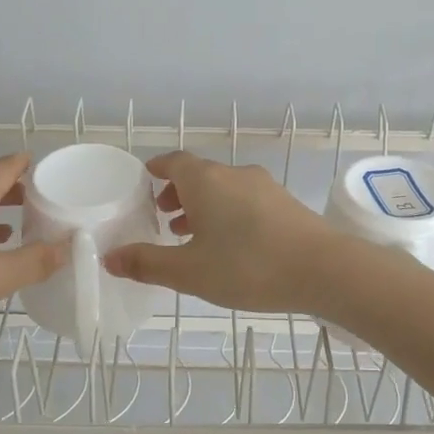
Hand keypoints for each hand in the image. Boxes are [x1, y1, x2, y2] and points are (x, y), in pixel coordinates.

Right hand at [103, 151, 348, 313]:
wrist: (324, 269)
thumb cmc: (248, 267)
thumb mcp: (189, 272)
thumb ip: (147, 264)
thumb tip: (109, 257)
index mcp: (206, 180)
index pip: (173, 161)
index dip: (156, 169)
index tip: (144, 181)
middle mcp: (234, 174)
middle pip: (199, 174)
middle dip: (177, 192)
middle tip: (162, 217)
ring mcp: (264, 187)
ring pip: (223, 188)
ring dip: (203, 205)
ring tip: (191, 235)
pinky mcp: (285, 204)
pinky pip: (245, 200)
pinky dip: (227, 213)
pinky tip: (230, 245)